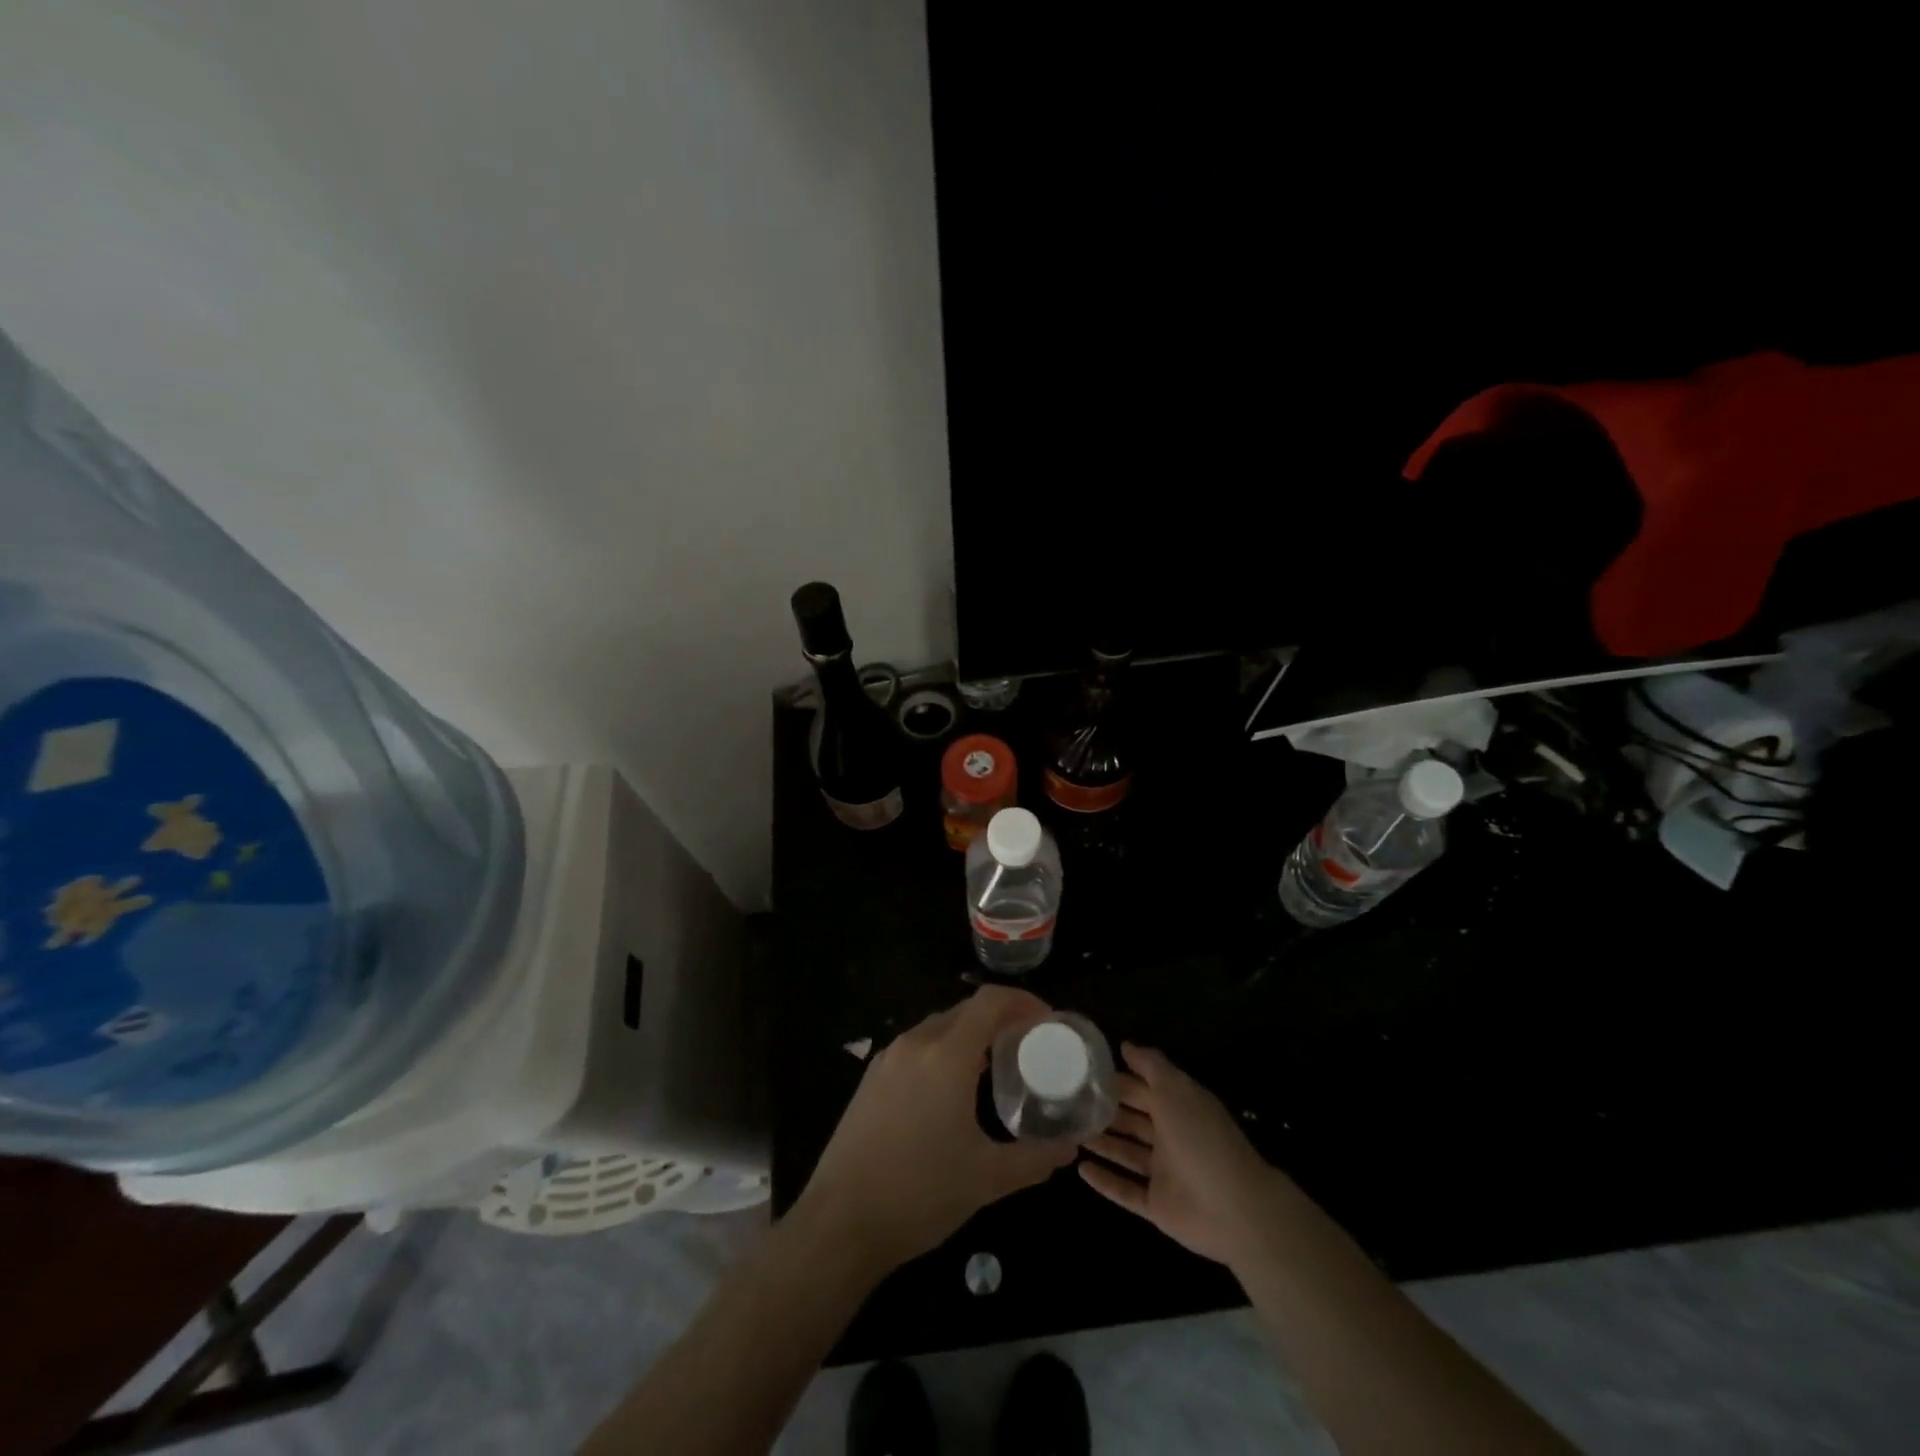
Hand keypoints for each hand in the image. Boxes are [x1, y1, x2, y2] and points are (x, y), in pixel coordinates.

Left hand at [793, 986, 1076, 1275]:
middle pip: (965, 1010)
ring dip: (970, 1034)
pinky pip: (916, 1047)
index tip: (1047, 1021)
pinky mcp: (871, 1079)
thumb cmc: (920, 1193)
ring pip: (938, 1027)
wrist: (840, 1223)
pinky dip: (943, 1050)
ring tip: (995, 1065)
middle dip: (999, 1018)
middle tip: (1027, 1044)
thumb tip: (1069, 1148)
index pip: (989, 1001)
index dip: (1022, 1001)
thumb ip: (1034, 1158)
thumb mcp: (987, 1179)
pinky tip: (952, 1088)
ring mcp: (888, 1059)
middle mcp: (915, 1044)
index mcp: (946, 1055)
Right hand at [1080, 1043, 1282, 1269]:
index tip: (1084, 1072)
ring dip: (1102, 1143)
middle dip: (1106, 1111)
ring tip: (1069, 1132)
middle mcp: (1170, 1137)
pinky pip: (1126, 1191)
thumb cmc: (1201, 1139)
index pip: (1142, 1089)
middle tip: (1069, 1103)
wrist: (1234, 1209)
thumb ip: (1150, 1066)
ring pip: (1126, 1153)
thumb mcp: (1176, 1091)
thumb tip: (1125, 1045)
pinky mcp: (1158, 1205)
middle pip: (1132, 1120)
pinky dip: (1105, 1181)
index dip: (1117, 1081)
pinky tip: (1080, 1169)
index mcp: (1178, 1108)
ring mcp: (1164, 1173)